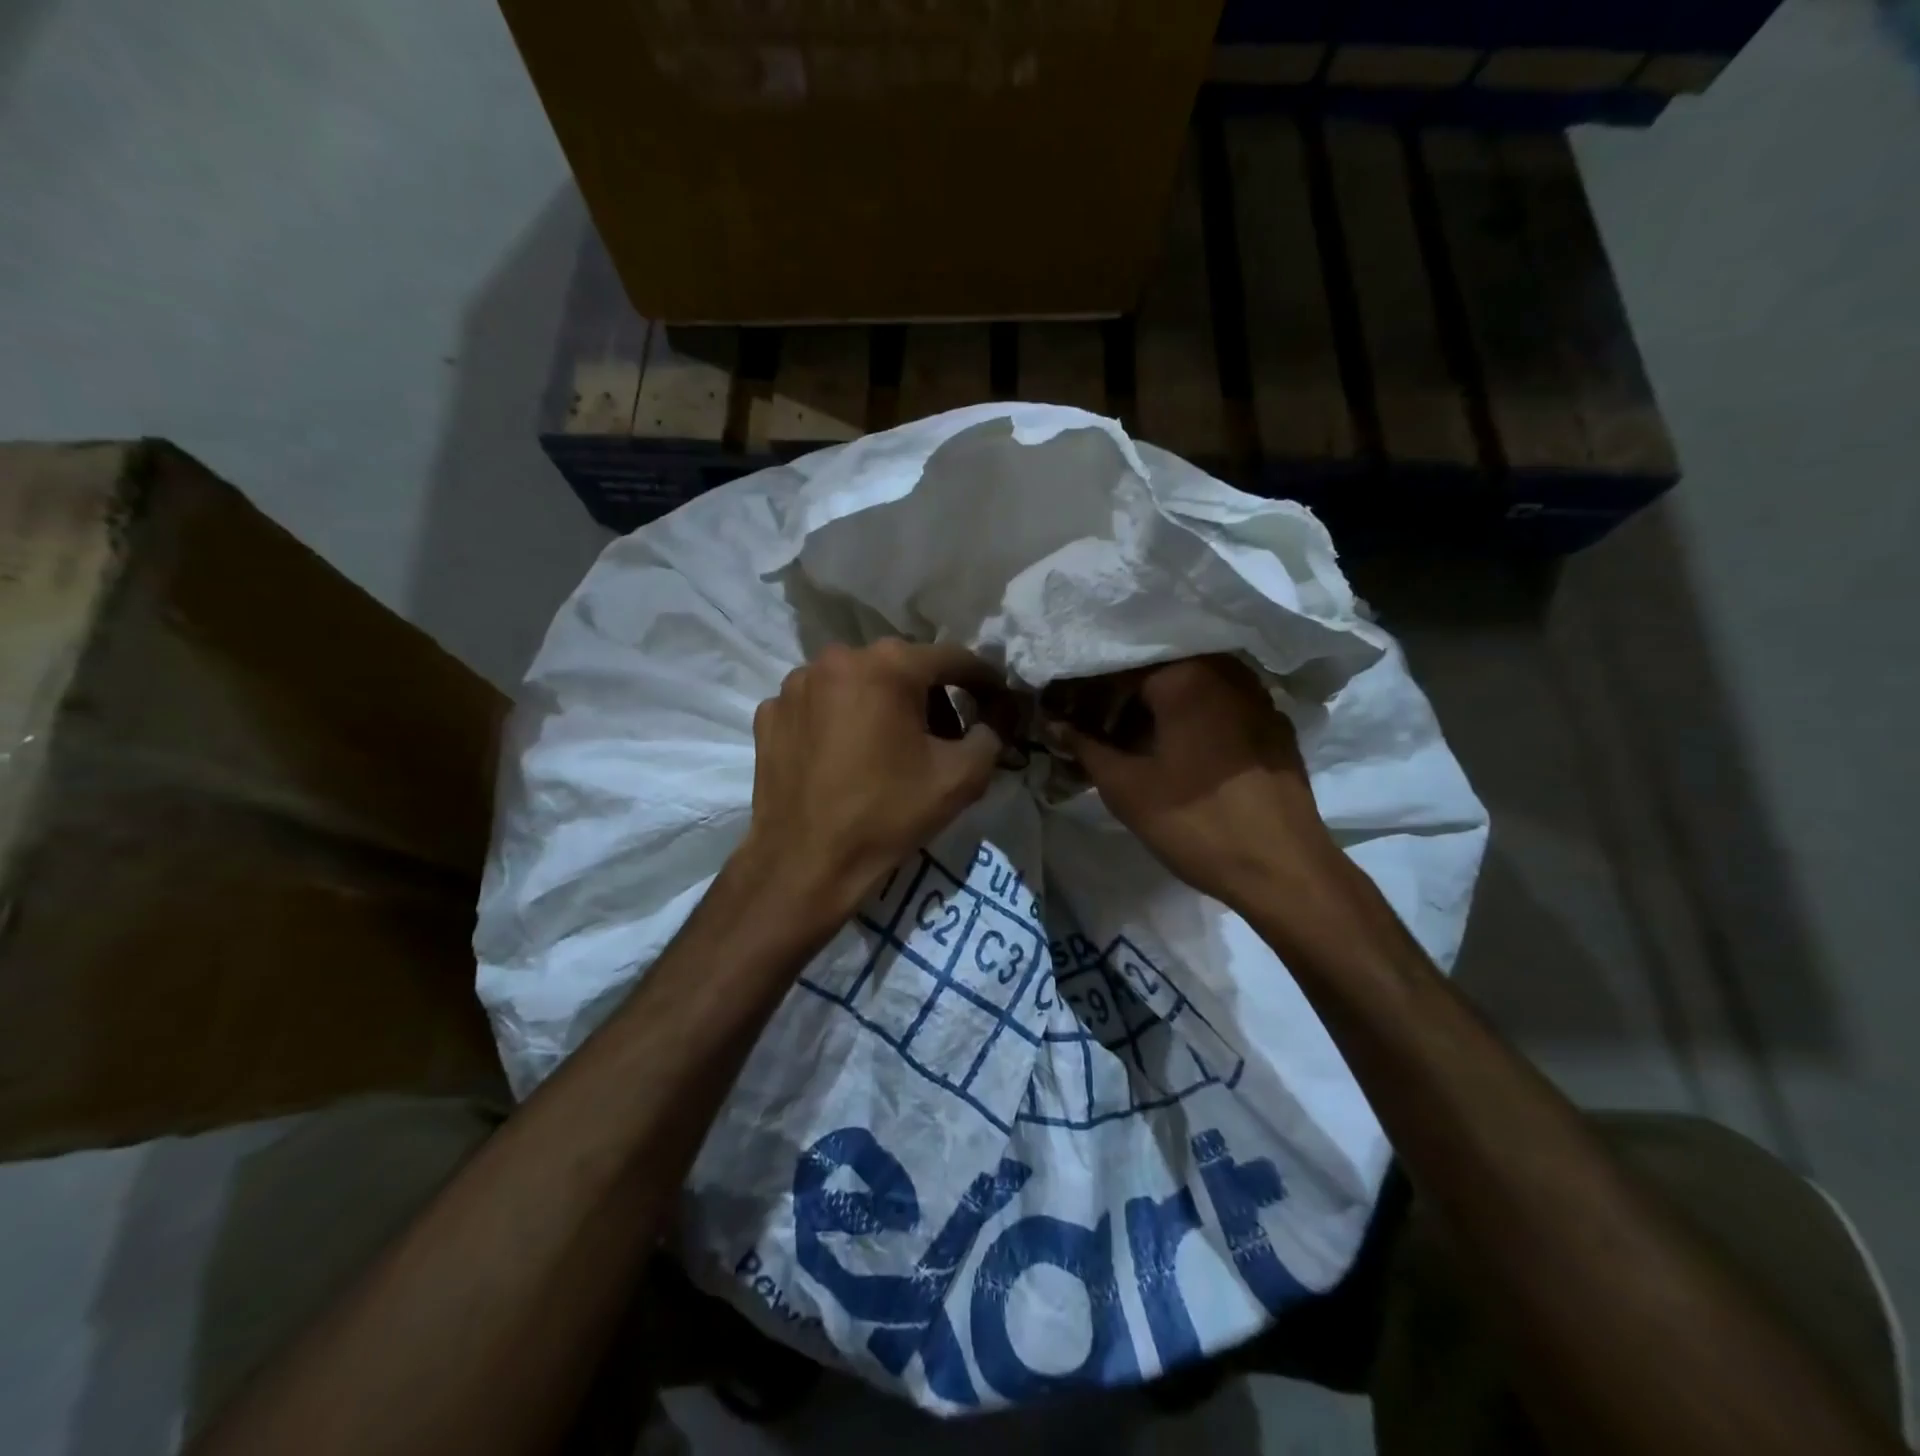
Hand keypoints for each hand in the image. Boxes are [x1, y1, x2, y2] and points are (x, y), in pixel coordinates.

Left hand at [738, 640, 1005, 919]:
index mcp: (888, 666)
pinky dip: (841, 721)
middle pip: (902, 668)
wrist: (805, 864)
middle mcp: (837, 658)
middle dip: (931, 697)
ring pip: (858, 683)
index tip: (998, 701)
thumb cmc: (887, 815)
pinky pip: (821, 705)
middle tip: (945, 738)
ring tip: (892, 749)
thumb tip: (990, 723)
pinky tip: (847, 758)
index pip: (953, 659)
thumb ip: (990, 737)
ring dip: (884, 706)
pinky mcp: (770, 713)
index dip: (983, 681)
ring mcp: (796, 685)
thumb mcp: (961, 778)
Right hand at [1050, 655, 1339, 910]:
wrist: (1283, 870)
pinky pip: (1219, 708)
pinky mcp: (1274, 726)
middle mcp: (1227, 672)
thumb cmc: (1195, 822)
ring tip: (1129, 747)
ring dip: (1154, 711)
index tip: (1065, 717)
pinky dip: (1189, 721)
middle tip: (1093, 733)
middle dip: (1119, 700)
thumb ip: (1085, 747)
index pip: (1119, 667)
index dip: (1085, 692)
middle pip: (1156, 672)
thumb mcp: (1126, 787)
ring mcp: (1257, 697)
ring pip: (1189, 689)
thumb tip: (1054, 724)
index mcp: (1188, 675)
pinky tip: (1176, 756)